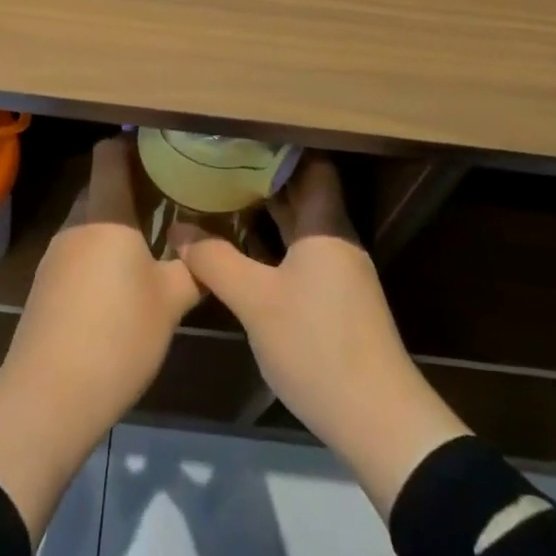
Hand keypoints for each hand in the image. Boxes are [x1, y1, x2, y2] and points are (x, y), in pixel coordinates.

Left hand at [0, 133, 201, 424]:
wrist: (49, 396)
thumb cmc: (118, 335)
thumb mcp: (170, 302)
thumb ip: (193, 268)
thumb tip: (208, 249)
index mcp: (106, 215)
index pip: (110, 156)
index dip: (130, 143)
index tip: (160, 147)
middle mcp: (76, 225)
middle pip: (100, 186)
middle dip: (130, 185)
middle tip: (169, 193)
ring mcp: (56, 255)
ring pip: (89, 220)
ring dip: (115, 220)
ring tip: (152, 235)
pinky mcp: (46, 285)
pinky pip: (78, 249)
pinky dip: (100, 248)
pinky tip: (122, 277)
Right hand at [177, 155, 467, 516]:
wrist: (377, 419)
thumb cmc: (317, 345)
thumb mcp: (256, 301)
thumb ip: (215, 260)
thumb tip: (178, 228)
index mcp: (325, 226)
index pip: (311, 165)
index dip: (279, 147)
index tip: (240, 136)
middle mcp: (335, 239)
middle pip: (303, 193)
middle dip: (264, 177)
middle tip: (219, 161)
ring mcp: (339, 271)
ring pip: (300, 226)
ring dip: (267, 212)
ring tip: (222, 195)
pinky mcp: (335, 300)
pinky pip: (300, 253)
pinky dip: (273, 243)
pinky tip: (242, 248)